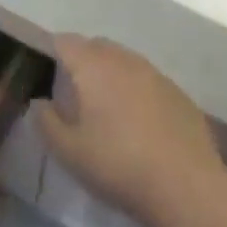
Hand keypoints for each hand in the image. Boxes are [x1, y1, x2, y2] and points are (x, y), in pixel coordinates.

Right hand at [35, 35, 223, 219]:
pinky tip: (140, 122)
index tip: (47, 73)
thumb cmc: (118, 164)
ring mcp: (154, 73)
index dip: (53, 52)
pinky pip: (148, 79)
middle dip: (83, 60)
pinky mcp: (178, 92)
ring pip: (124, 60)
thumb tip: (40, 103)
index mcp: (92, 66)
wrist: (185, 185)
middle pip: (96, 46)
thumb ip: (47, 122)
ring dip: (112, 74)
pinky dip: (137, 90)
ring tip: (107, 107)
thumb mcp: (69, 151)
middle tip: (75, 92)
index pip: (65, 42)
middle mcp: (123, 59)